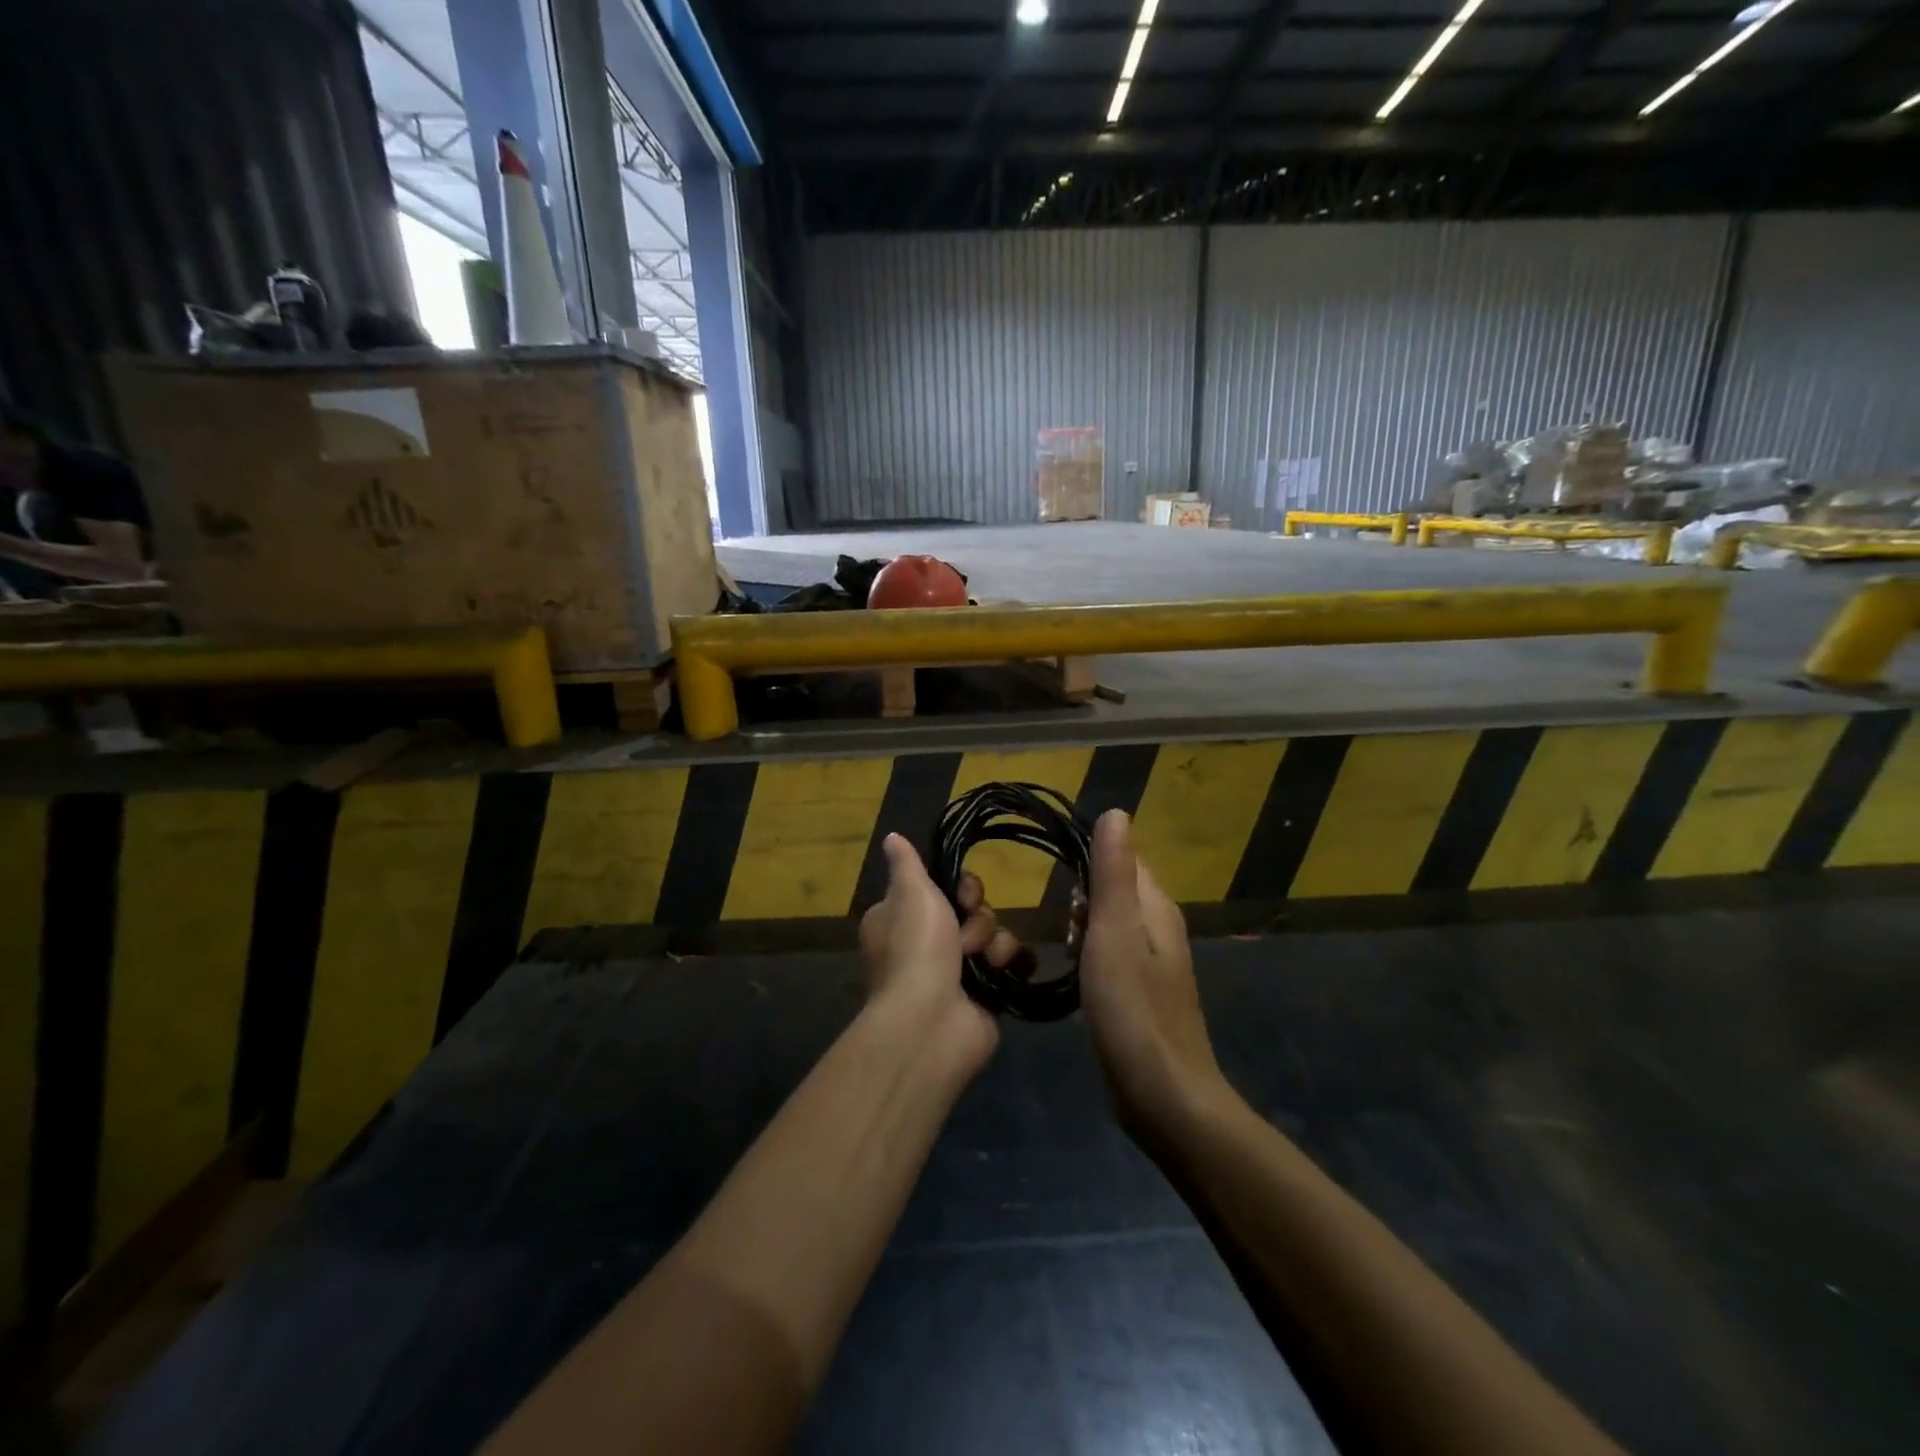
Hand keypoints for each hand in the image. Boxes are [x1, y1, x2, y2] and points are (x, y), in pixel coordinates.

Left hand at [858, 835, 998, 1073]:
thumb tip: (892, 837)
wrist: (932, 1020)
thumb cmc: (917, 948)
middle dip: (977, 916)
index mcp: (903, 918)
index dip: (959, 886)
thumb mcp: (909, 894)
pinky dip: (1010, 962)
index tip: (962, 892)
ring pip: (993, 934)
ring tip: (982, 960)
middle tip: (967, 931)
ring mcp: (957, 971)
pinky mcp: (985, 993)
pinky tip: (1003, 969)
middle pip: (972, 910)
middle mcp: (927, 943)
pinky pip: (1009, 962)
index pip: (941, 888)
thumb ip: (907, 864)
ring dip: (993, 941)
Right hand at [1078, 811, 1226, 1150]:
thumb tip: (1116, 812)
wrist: (1163, 1095)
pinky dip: (1091, 953)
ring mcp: (1154, 963)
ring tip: (1067, 948)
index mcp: (1158, 907)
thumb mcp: (1115, 932)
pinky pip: (1112, 953)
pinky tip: (1077, 973)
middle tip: (1064, 925)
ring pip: (1112, 922)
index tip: (1059, 877)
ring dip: (1085, 925)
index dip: (1091, 858)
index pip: (1126, 858)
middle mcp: (1161, 928)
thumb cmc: (1133, 1008)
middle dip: (1084, 896)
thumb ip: (1113, 873)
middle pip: (1117, 889)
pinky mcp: (1143, 992)